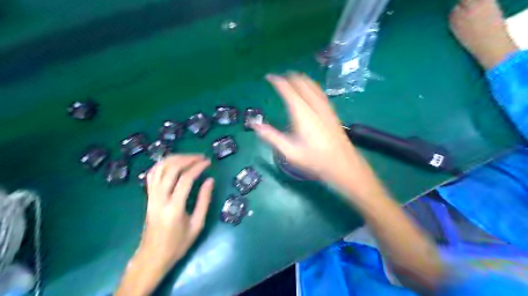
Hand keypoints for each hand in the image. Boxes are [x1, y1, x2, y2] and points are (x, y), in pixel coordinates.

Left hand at [140, 155, 213, 271]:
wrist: (152, 256)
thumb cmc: (178, 244)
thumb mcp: (197, 225)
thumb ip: (204, 201)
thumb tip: (210, 180)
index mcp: (174, 207)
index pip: (186, 178)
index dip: (198, 167)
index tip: (208, 162)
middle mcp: (159, 198)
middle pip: (171, 169)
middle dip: (187, 159)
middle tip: (201, 157)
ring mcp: (151, 196)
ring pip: (159, 168)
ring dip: (175, 159)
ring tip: (189, 157)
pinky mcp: (148, 197)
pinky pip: (152, 174)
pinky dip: (162, 164)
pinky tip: (172, 163)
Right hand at [253, 73, 371, 191]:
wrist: (342, 164)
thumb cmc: (314, 159)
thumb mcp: (289, 151)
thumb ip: (271, 136)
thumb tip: (255, 125)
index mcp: (302, 113)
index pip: (288, 89)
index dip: (277, 80)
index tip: (268, 77)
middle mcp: (314, 105)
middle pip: (301, 82)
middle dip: (289, 77)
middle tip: (278, 78)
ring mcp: (325, 107)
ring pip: (312, 85)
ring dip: (300, 79)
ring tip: (291, 79)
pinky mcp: (331, 111)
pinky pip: (319, 91)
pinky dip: (311, 85)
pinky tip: (309, 90)